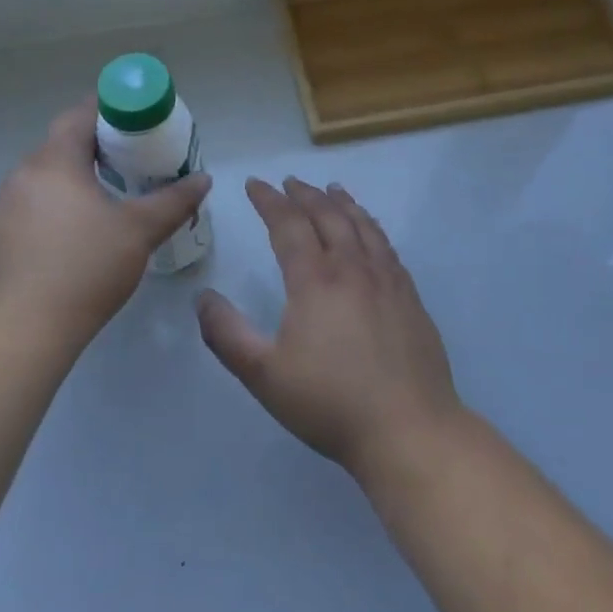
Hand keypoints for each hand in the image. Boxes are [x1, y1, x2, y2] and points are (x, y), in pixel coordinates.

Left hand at [0, 102, 210, 354]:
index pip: (78, 116)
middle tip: (128, 163)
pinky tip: (68, 243)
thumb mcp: (139, 232)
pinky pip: (26, 211)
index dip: (107, 111)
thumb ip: (173, 201)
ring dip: (70, 183)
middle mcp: (19, 177)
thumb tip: (203, 179)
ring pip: (41, 181)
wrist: (20, 333)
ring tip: (101, 203)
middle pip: (59, 147)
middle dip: (93, 148)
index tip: (134, 122)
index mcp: (53, 163)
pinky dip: (50, 212)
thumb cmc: (85, 270)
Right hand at [198, 177, 461, 481]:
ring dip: (342, 202)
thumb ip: (227, 334)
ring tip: (331, 189)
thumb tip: (203, 297)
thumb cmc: (330, 403)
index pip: (288, 224)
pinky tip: (369, 230)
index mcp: (315, 280)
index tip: (255, 184)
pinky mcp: (409, 296)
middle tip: (289, 182)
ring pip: (361, 225)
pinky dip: (371, 225)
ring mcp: (386, 280)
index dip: (269, 201)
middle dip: (304, 194)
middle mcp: (352, 268)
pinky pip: (386, 245)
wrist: (408, 429)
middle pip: (327, 215)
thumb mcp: (264, 375)